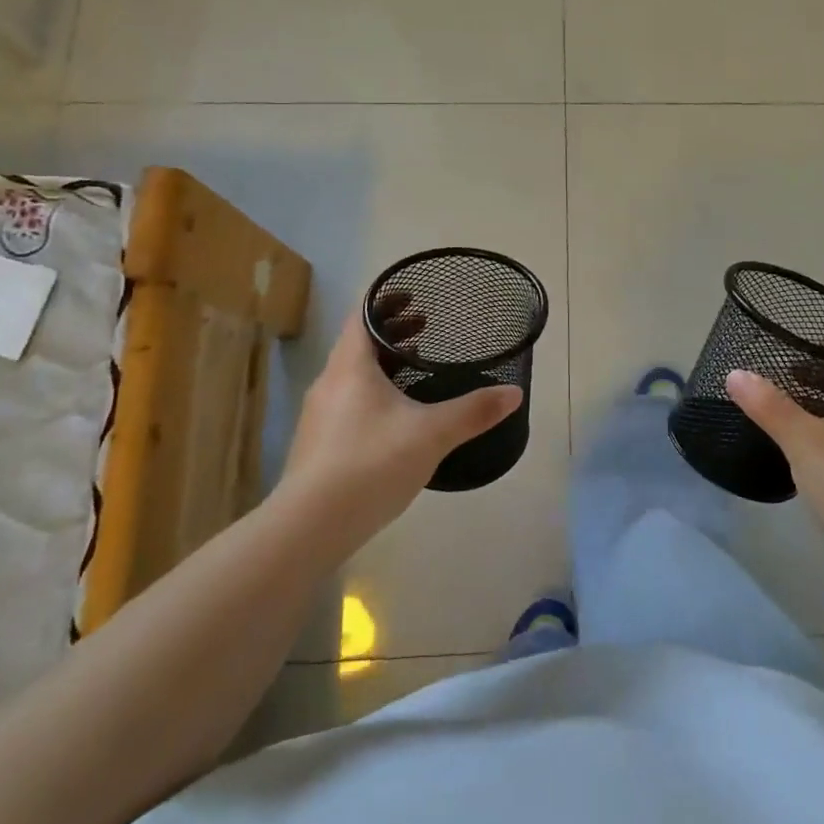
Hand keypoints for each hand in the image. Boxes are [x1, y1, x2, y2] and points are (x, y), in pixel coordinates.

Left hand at [276, 304, 521, 551]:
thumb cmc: (371, 463)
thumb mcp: (431, 434)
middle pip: (359, 343)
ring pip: (353, 374)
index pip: (363, 315)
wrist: (309, 527)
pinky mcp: (318, 444)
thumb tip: (514, 393)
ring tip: (417, 368)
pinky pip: (349, 401)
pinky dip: (374, 392)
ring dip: (383, 364)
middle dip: (392, 331)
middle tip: (426, 326)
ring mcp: (320, 415)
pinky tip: (397, 417)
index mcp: (350, 366)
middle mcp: (330, 382)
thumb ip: (474, 411)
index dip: (387, 301)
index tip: (415, 296)